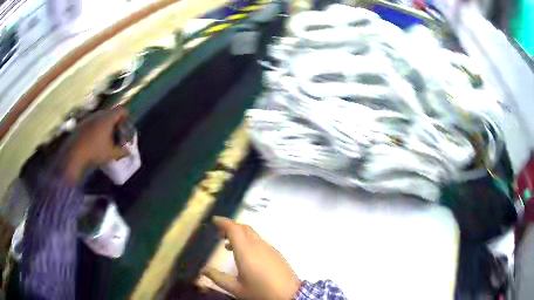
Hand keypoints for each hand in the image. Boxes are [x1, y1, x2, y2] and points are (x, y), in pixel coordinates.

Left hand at [63, 106, 129, 181]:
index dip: (126, 115)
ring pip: (100, 118)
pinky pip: (92, 122)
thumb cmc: (95, 151)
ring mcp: (88, 118)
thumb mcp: (110, 154)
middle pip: (110, 113)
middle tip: (117, 132)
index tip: (127, 124)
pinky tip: (94, 140)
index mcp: (108, 118)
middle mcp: (98, 114)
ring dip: (105, 125)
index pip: (121, 110)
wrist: (73, 154)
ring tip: (105, 137)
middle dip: (115, 121)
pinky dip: (96, 128)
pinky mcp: (81, 124)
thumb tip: (129, 152)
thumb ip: (121, 152)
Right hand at [203, 216, 300, 299]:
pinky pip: (259, 241)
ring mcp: (269, 248)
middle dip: (230, 227)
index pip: (234, 228)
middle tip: (219, 234)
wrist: (290, 295)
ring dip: (240, 234)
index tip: (214, 220)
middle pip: (244, 228)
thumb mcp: (236, 288)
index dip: (223, 222)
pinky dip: (249, 241)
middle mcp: (258, 245)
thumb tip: (203, 270)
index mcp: (246, 251)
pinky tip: (245, 254)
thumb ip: (218, 278)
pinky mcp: (276, 253)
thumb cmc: (260, 292)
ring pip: (252, 234)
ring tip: (228, 245)